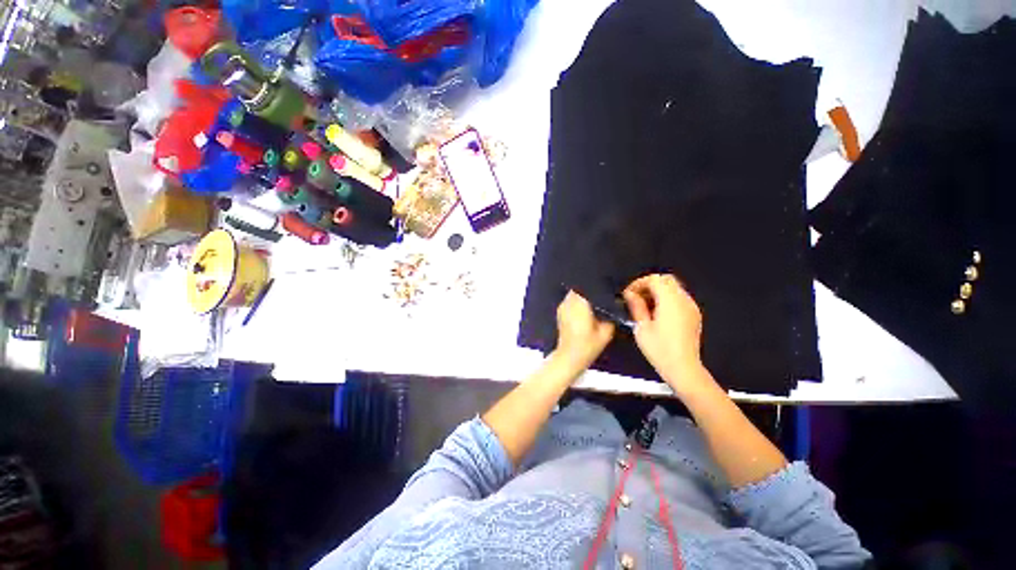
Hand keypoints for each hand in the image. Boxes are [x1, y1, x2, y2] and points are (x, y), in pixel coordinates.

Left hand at [554, 291, 615, 370]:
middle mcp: (569, 302)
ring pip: (573, 293)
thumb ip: (610, 316)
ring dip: (582, 294)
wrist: (569, 357)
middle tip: (600, 295)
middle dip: (589, 289)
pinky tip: (584, 309)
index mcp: (580, 304)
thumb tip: (614, 305)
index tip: (605, 287)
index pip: (586, 286)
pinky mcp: (560, 312)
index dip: (596, 285)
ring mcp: (562, 306)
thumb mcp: (606, 332)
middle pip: (579, 288)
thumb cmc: (588, 345)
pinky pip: (569, 300)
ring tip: (593, 301)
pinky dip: (576, 301)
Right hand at [623, 274, 706, 389]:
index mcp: (670, 301)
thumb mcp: (641, 328)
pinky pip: (679, 298)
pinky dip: (667, 299)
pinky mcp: (694, 315)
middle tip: (636, 297)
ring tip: (645, 306)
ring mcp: (691, 307)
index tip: (629, 294)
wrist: (683, 368)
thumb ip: (636, 306)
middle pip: (666, 280)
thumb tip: (630, 294)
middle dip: (649, 285)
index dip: (639, 283)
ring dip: (658, 292)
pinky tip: (657, 313)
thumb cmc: (660, 349)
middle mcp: (684, 300)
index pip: (655, 279)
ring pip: (674, 288)